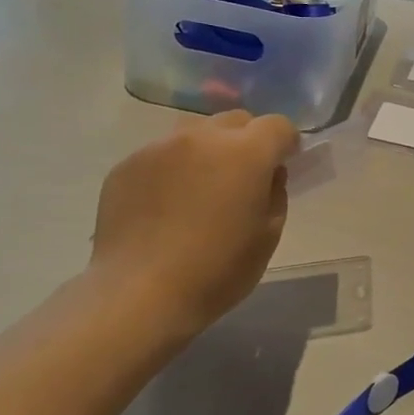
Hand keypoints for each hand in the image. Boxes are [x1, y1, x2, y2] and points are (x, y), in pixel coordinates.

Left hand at [91, 110, 299, 334]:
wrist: (139, 293)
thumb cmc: (216, 271)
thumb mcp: (267, 237)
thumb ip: (275, 194)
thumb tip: (268, 175)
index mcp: (245, 153)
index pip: (278, 125)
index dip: (286, 144)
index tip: (283, 165)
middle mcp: (202, 137)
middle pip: (235, 121)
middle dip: (247, 141)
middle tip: (242, 178)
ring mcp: (159, 147)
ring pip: (195, 133)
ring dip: (208, 151)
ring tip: (200, 189)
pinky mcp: (127, 164)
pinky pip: (161, 155)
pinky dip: (172, 169)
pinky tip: (165, 206)